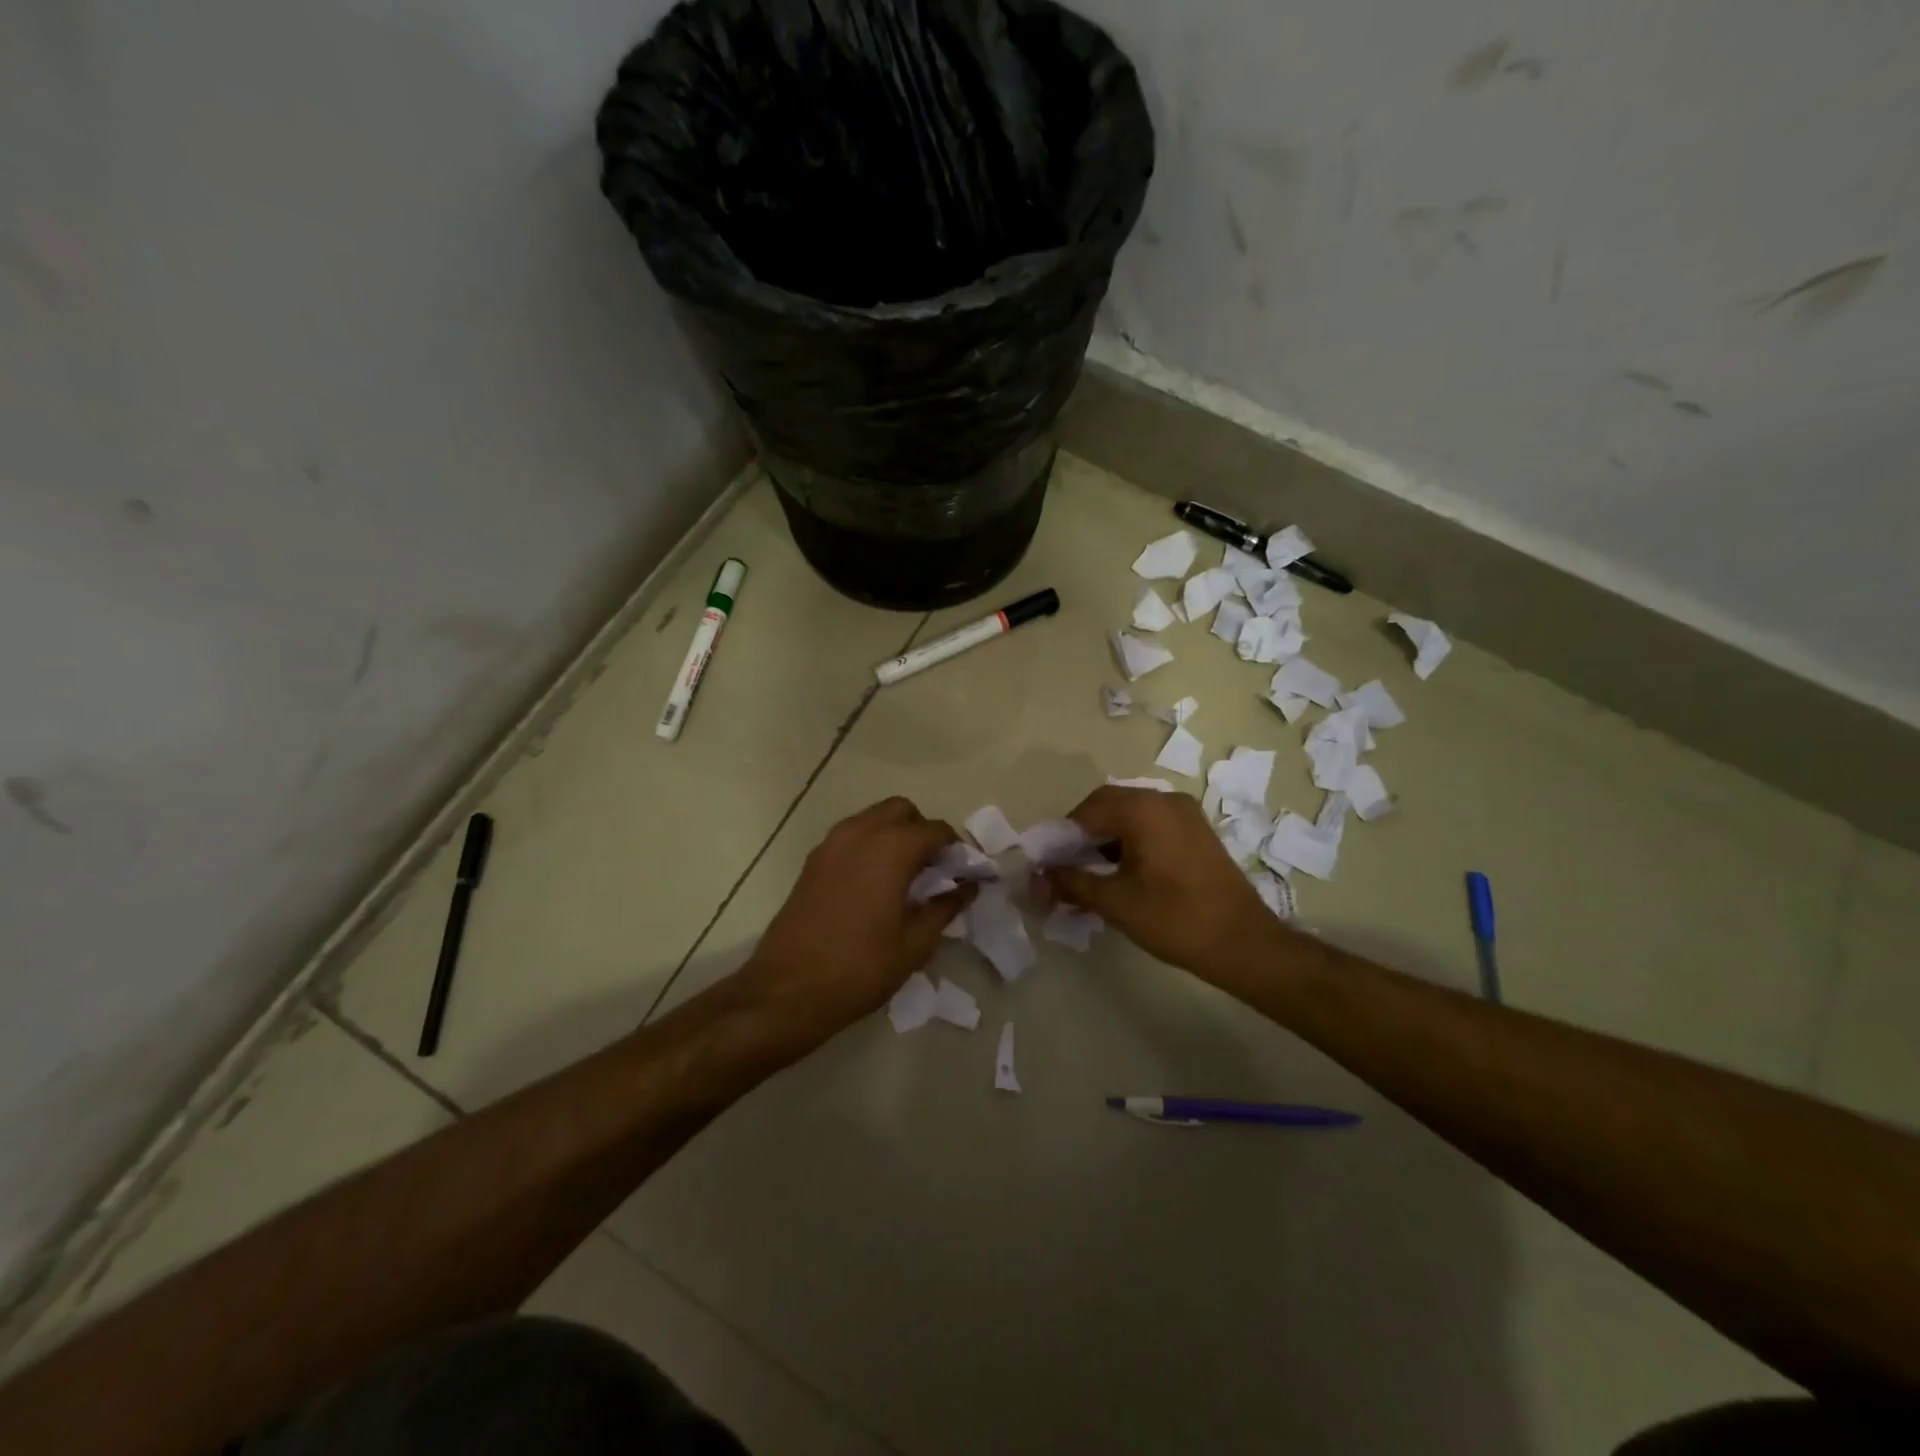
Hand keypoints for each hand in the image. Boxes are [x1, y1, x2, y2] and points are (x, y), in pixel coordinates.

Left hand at [735, 797, 973, 1038]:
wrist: (788, 989)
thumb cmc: (860, 967)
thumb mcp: (915, 943)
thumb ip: (945, 907)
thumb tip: (968, 887)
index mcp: (891, 849)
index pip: (936, 830)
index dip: (956, 848)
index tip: (966, 872)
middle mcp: (861, 833)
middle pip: (902, 811)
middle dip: (923, 831)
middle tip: (935, 868)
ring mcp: (832, 844)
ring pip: (873, 818)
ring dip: (895, 834)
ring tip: (906, 876)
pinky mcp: (814, 860)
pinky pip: (851, 836)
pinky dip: (870, 845)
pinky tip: (876, 884)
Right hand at [1045, 786, 1278, 981]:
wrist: (1243, 943)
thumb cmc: (1174, 918)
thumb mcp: (1115, 902)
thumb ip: (1072, 884)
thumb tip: (1036, 881)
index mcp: (1142, 809)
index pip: (1087, 810)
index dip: (1062, 836)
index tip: (1050, 865)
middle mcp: (1164, 800)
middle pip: (1109, 805)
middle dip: (1083, 834)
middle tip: (1068, 868)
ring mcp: (1185, 813)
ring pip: (1131, 814)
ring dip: (1107, 837)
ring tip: (1092, 874)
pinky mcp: (1197, 831)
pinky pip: (1153, 823)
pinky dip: (1131, 840)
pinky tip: (1123, 872)